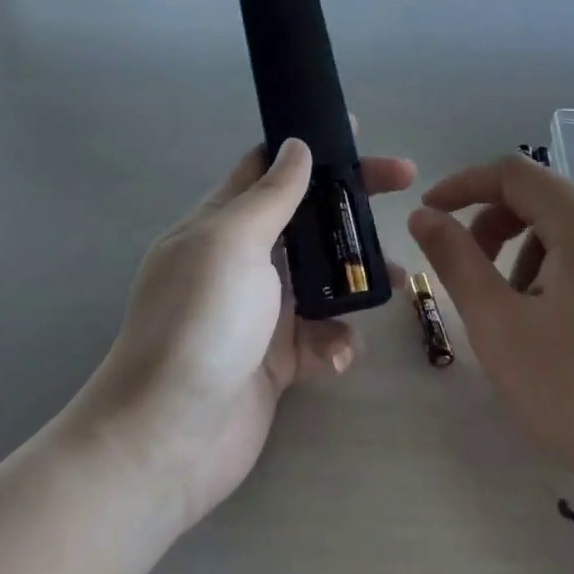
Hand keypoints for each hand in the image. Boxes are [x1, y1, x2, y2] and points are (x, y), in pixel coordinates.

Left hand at [75, 139, 416, 532]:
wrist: (167, 439)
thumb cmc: (199, 323)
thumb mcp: (232, 243)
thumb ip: (271, 196)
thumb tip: (297, 146)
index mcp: (222, 222)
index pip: (268, 168)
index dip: (310, 147)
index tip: (358, 134)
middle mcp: (243, 259)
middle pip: (308, 216)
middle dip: (352, 202)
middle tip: (406, 182)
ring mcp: (261, 310)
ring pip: (324, 277)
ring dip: (357, 279)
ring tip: (396, 285)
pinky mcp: (277, 358)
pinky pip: (320, 334)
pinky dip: (334, 341)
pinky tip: (335, 357)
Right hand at [409, 155, 573, 540]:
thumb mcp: (499, 326)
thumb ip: (455, 260)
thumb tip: (423, 215)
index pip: (512, 173)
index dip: (462, 186)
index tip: (428, 214)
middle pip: (538, 196)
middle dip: (492, 224)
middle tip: (467, 272)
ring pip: (561, 224)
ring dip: (521, 251)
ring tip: (514, 312)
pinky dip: (553, 266)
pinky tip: (551, 320)